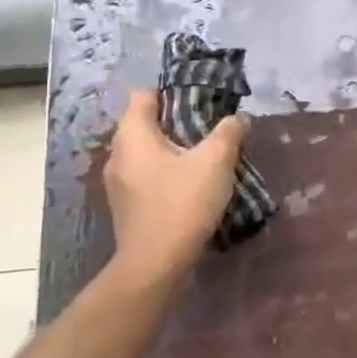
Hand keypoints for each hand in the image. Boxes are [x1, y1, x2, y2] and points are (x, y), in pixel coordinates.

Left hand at [101, 89, 249, 285]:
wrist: (155, 265)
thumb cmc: (181, 203)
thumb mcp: (215, 161)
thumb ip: (228, 132)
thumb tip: (238, 118)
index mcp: (132, 135)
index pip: (143, 95)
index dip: (171, 91)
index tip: (201, 99)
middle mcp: (118, 154)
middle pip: (145, 123)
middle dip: (177, 121)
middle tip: (211, 126)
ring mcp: (118, 183)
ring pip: (148, 152)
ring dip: (174, 149)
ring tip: (206, 155)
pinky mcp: (127, 205)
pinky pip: (147, 175)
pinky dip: (167, 172)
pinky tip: (192, 184)